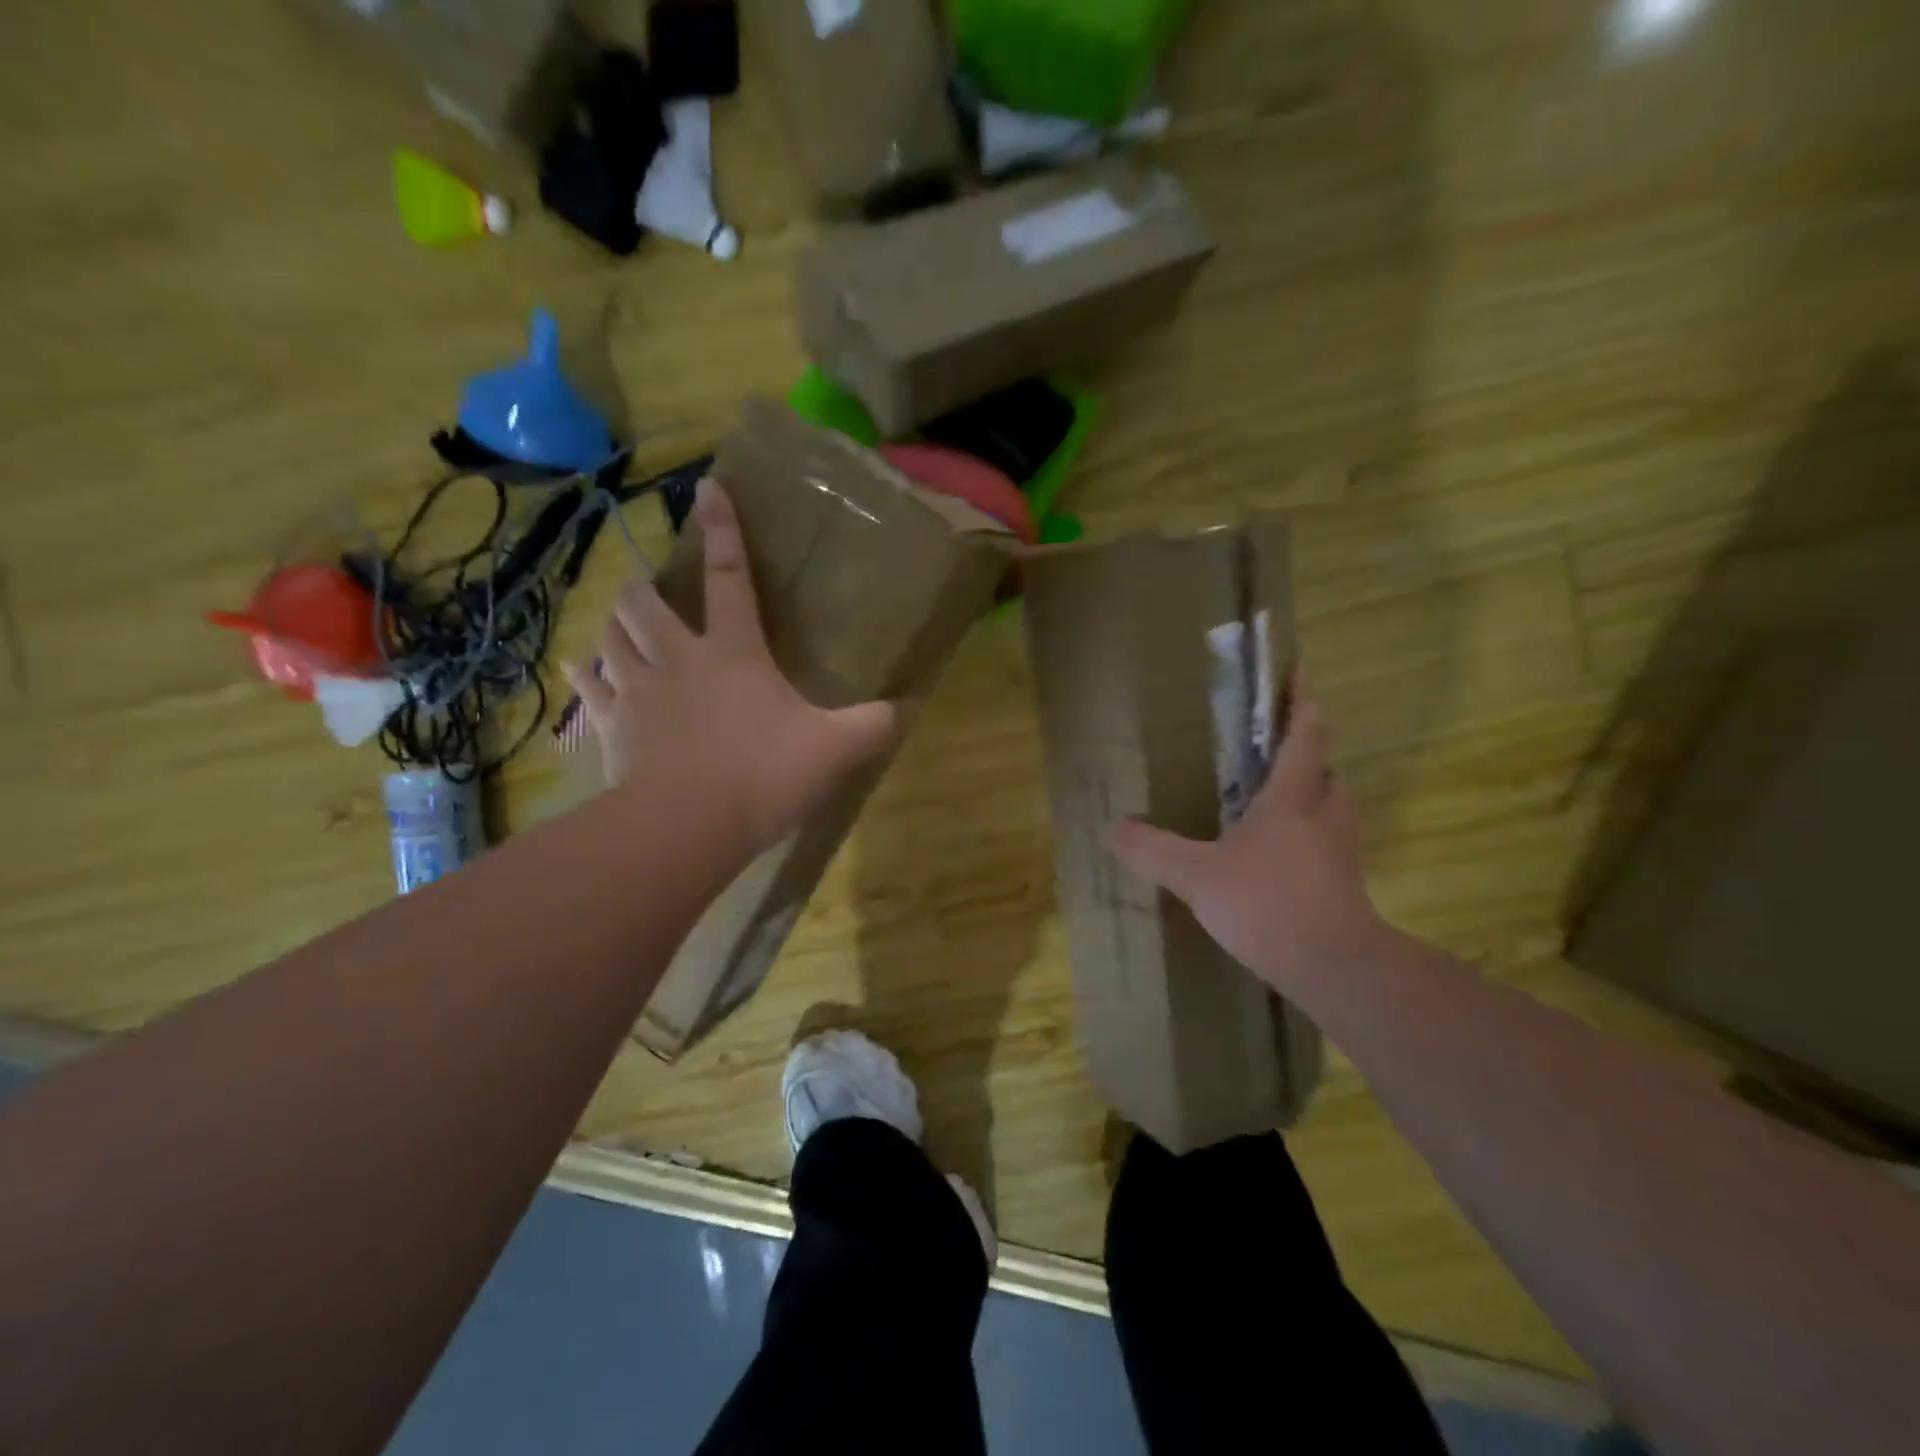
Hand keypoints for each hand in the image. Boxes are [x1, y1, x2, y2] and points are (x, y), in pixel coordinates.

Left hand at [564, 480, 899, 857]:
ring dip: (615, 623)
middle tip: (651, 589)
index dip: (723, 531)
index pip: (731, 578)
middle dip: (646, 587)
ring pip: (612, 636)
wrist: (687, 826)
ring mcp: (639, 692)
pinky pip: (589, 689)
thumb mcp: (835, 749)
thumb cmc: (763, 775)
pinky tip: (580, 667)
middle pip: (647, 604)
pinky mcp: (613, 727)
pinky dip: (584, 674)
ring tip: (622, 621)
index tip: (707, 487)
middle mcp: (679, 659)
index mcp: (734, 653)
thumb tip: (908, 707)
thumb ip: (873, 725)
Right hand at [1110, 677, 1388, 995]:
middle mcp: (1326, 810)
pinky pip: (1327, 835)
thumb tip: (1114, 828)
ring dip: (1308, 788)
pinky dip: (1307, 828)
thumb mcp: (1198, 875)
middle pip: (1325, 764)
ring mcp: (1342, 845)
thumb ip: (1153, 849)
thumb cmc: (1268, 903)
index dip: (1301, 698)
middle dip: (1304, 748)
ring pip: (1330, 800)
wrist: (1336, 966)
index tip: (1296, 671)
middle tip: (1267, 746)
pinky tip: (1275, 852)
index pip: (1306, 731)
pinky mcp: (1346, 877)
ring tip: (1269, 796)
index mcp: (1294, 794)